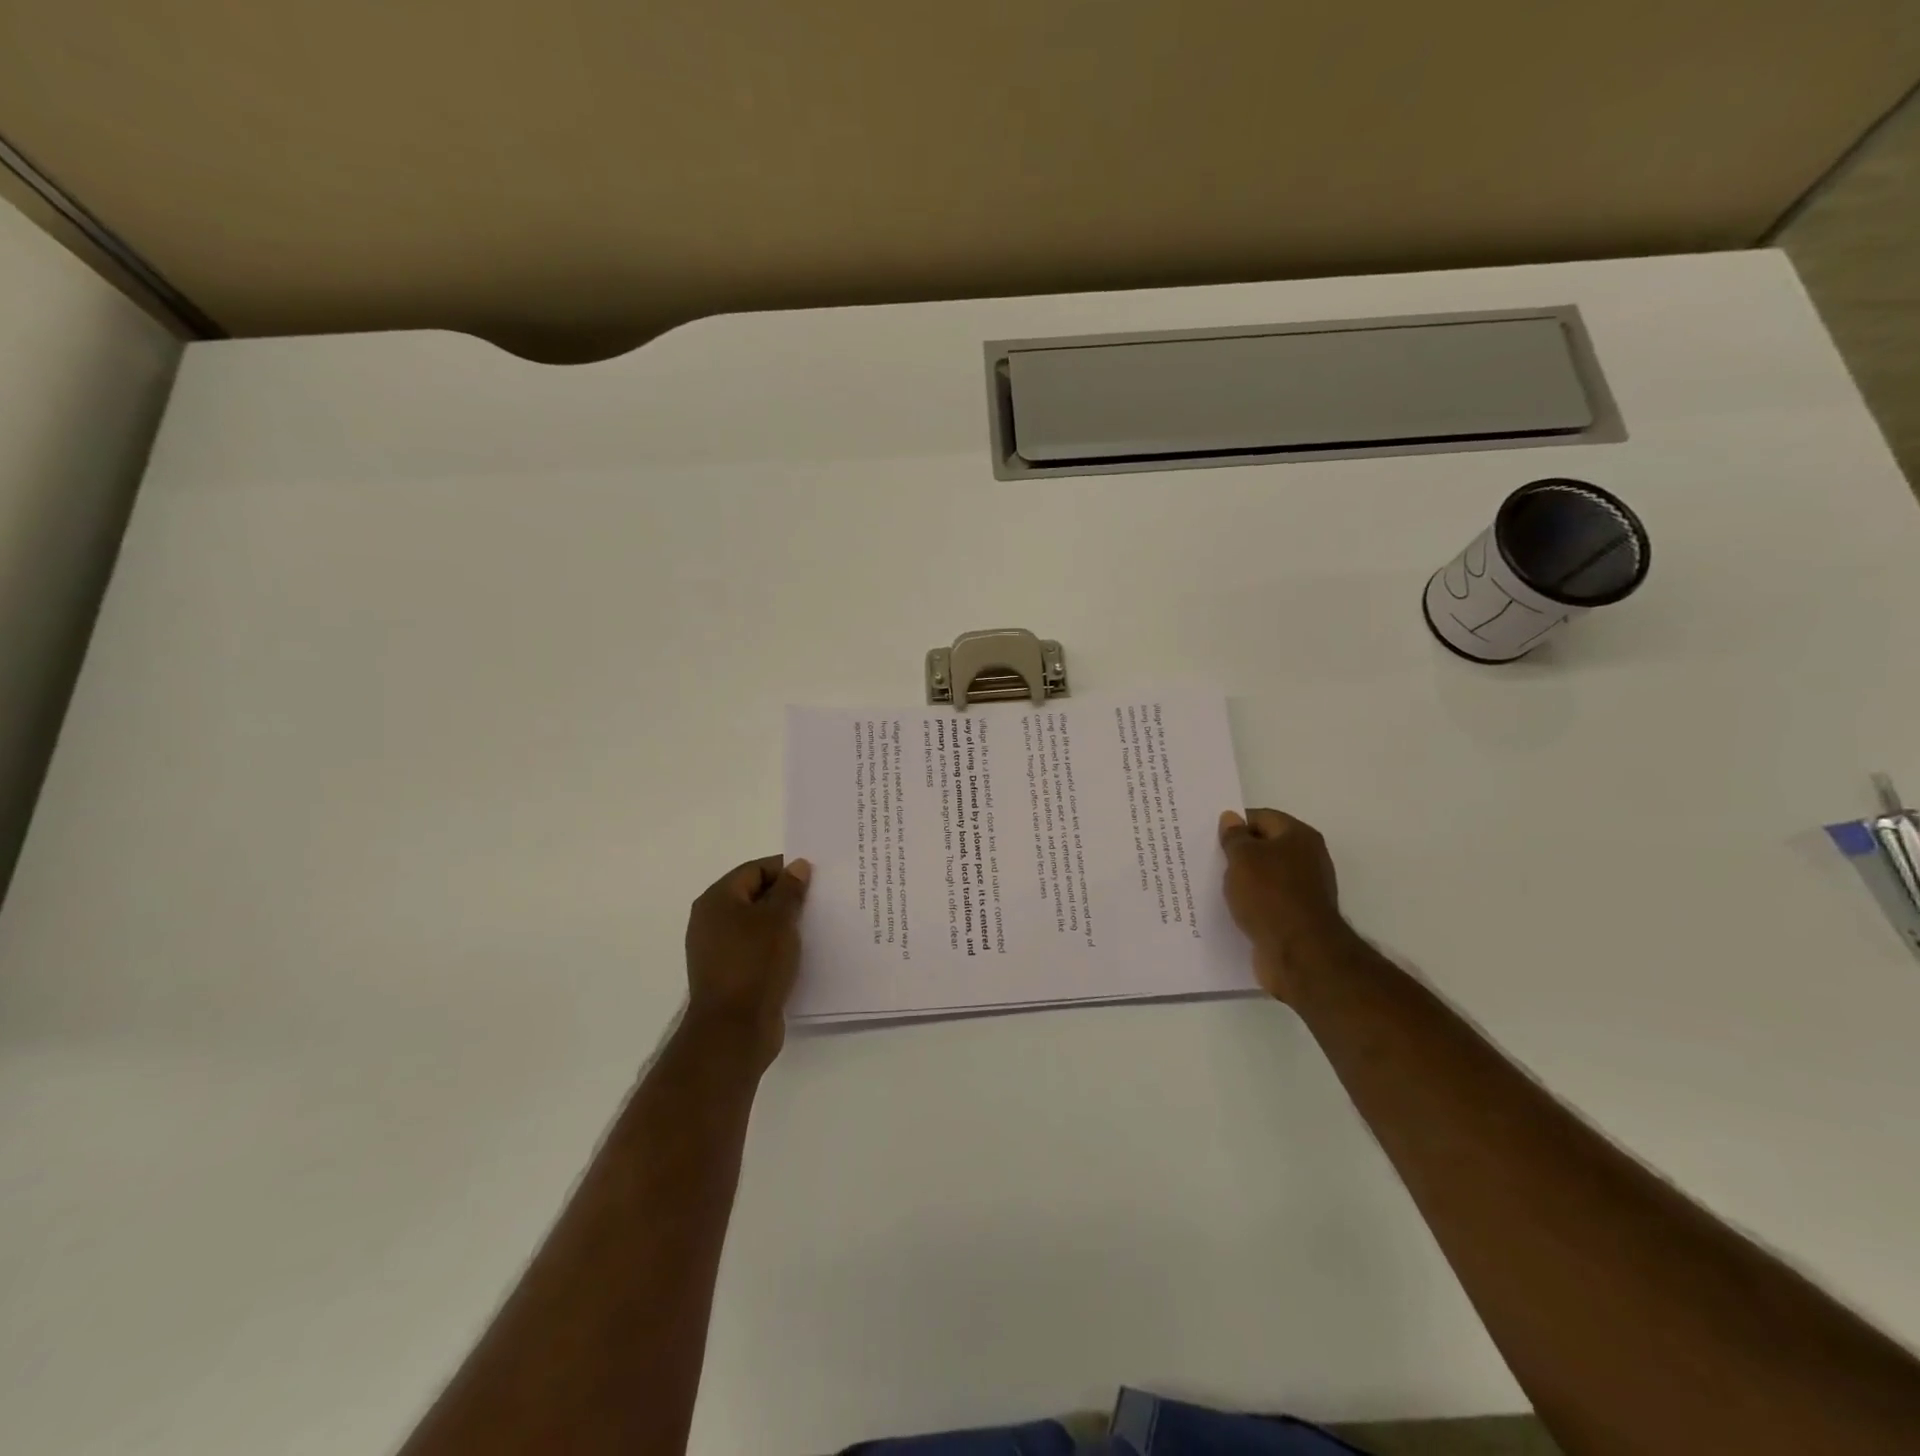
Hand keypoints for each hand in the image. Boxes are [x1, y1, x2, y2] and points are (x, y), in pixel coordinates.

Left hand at [683, 855, 811, 1066]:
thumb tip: (797, 866)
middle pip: (755, 896)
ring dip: (784, 923)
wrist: (734, 1030)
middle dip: (787, 896)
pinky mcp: (730, 974)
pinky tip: (802, 952)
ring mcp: (719, 950)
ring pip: (758, 924)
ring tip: (816, 925)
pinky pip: (757, 949)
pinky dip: (777, 946)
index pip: (755, 869)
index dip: (785, 869)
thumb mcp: (778, 920)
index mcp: (717, 900)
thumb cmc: (755, 964)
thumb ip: (790, 889)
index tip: (816, 877)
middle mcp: (711, 921)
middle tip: (820, 899)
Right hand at [1219, 809, 1346, 1001]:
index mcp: (1299, 837)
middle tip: (1207, 858)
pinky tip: (1230, 908)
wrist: (1299, 953)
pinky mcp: (1297, 917)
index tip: (1210, 835)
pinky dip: (1250, 903)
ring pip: (1265, 876)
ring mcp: (1304, 890)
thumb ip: (1234, 837)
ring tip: (1212, 884)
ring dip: (1242, 880)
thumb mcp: (1243, 858)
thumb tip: (1231, 818)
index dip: (1235, 823)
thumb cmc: (1270, 895)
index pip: (1262, 818)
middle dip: (1237, 852)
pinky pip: (1267, 902)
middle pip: (1265, 847)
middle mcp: (1308, 859)